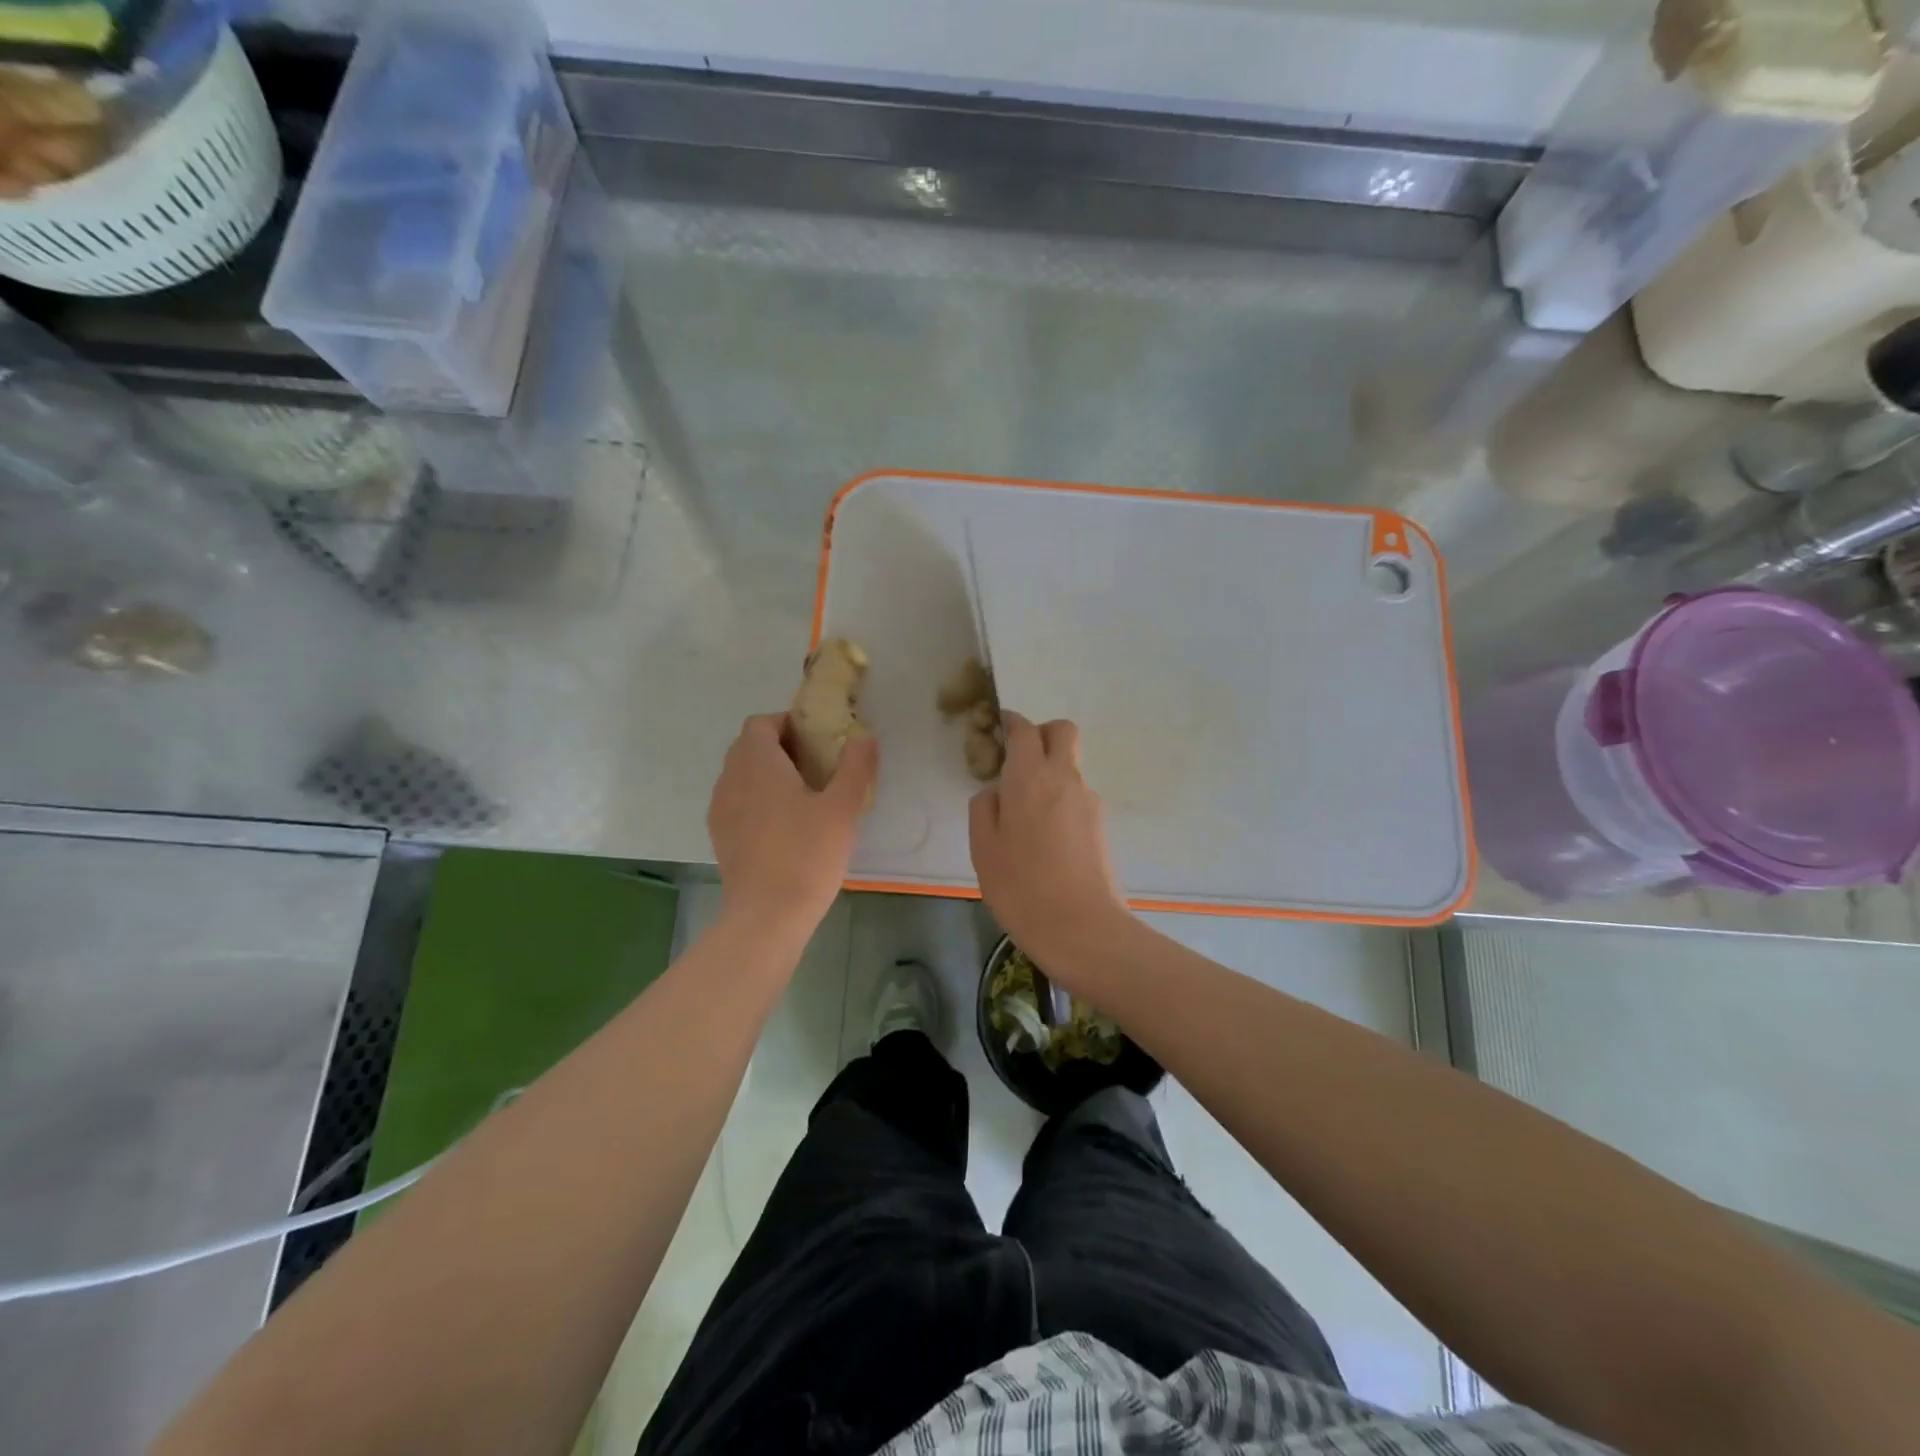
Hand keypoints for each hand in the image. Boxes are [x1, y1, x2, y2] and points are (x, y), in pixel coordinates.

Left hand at [708, 714, 877, 941]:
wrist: (767, 916)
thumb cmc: (807, 854)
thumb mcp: (842, 808)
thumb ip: (855, 766)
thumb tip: (864, 736)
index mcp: (756, 762)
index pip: (762, 723)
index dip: (788, 723)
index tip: (819, 741)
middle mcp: (730, 778)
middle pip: (749, 747)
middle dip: (781, 748)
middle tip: (818, 767)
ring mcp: (720, 809)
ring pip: (742, 776)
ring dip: (768, 775)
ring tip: (803, 797)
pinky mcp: (720, 836)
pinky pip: (738, 802)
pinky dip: (758, 800)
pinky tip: (785, 826)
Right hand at [969, 712, 1128, 977]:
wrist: (1081, 928)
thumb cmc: (1020, 887)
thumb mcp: (983, 847)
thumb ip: (984, 807)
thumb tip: (997, 792)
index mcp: (1029, 777)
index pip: (1023, 729)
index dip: (1010, 722)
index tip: (997, 728)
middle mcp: (1064, 778)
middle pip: (1062, 731)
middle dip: (1041, 734)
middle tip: (1018, 761)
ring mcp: (1088, 800)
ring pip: (1070, 766)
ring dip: (1050, 772)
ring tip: (1026, 816)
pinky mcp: (1101, 824)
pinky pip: (1076, 796)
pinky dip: (1060, 800)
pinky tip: (1045, 839)